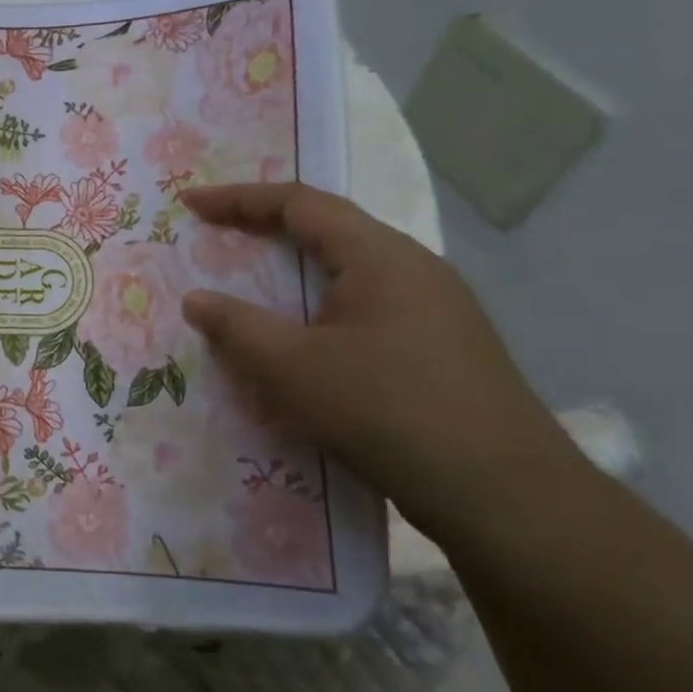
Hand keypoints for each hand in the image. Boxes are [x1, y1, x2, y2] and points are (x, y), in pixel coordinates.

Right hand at [179, 183, 580, 538]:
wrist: (500, 493)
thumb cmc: (384, 411)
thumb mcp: (291, 368)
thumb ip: (236, 327)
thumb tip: (195, 299)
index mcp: (380, 257)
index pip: (300, 203)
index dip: (239, 198)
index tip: (192, 203)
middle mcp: (414, 269)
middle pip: (329, 232)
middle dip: (267, 230)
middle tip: (217, 239)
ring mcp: (435, 309)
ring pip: (349, 274)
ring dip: (296, 274)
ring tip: (252, 289)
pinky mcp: (442, 348)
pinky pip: (367, 309)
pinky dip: (321, 309)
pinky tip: (305, 344)